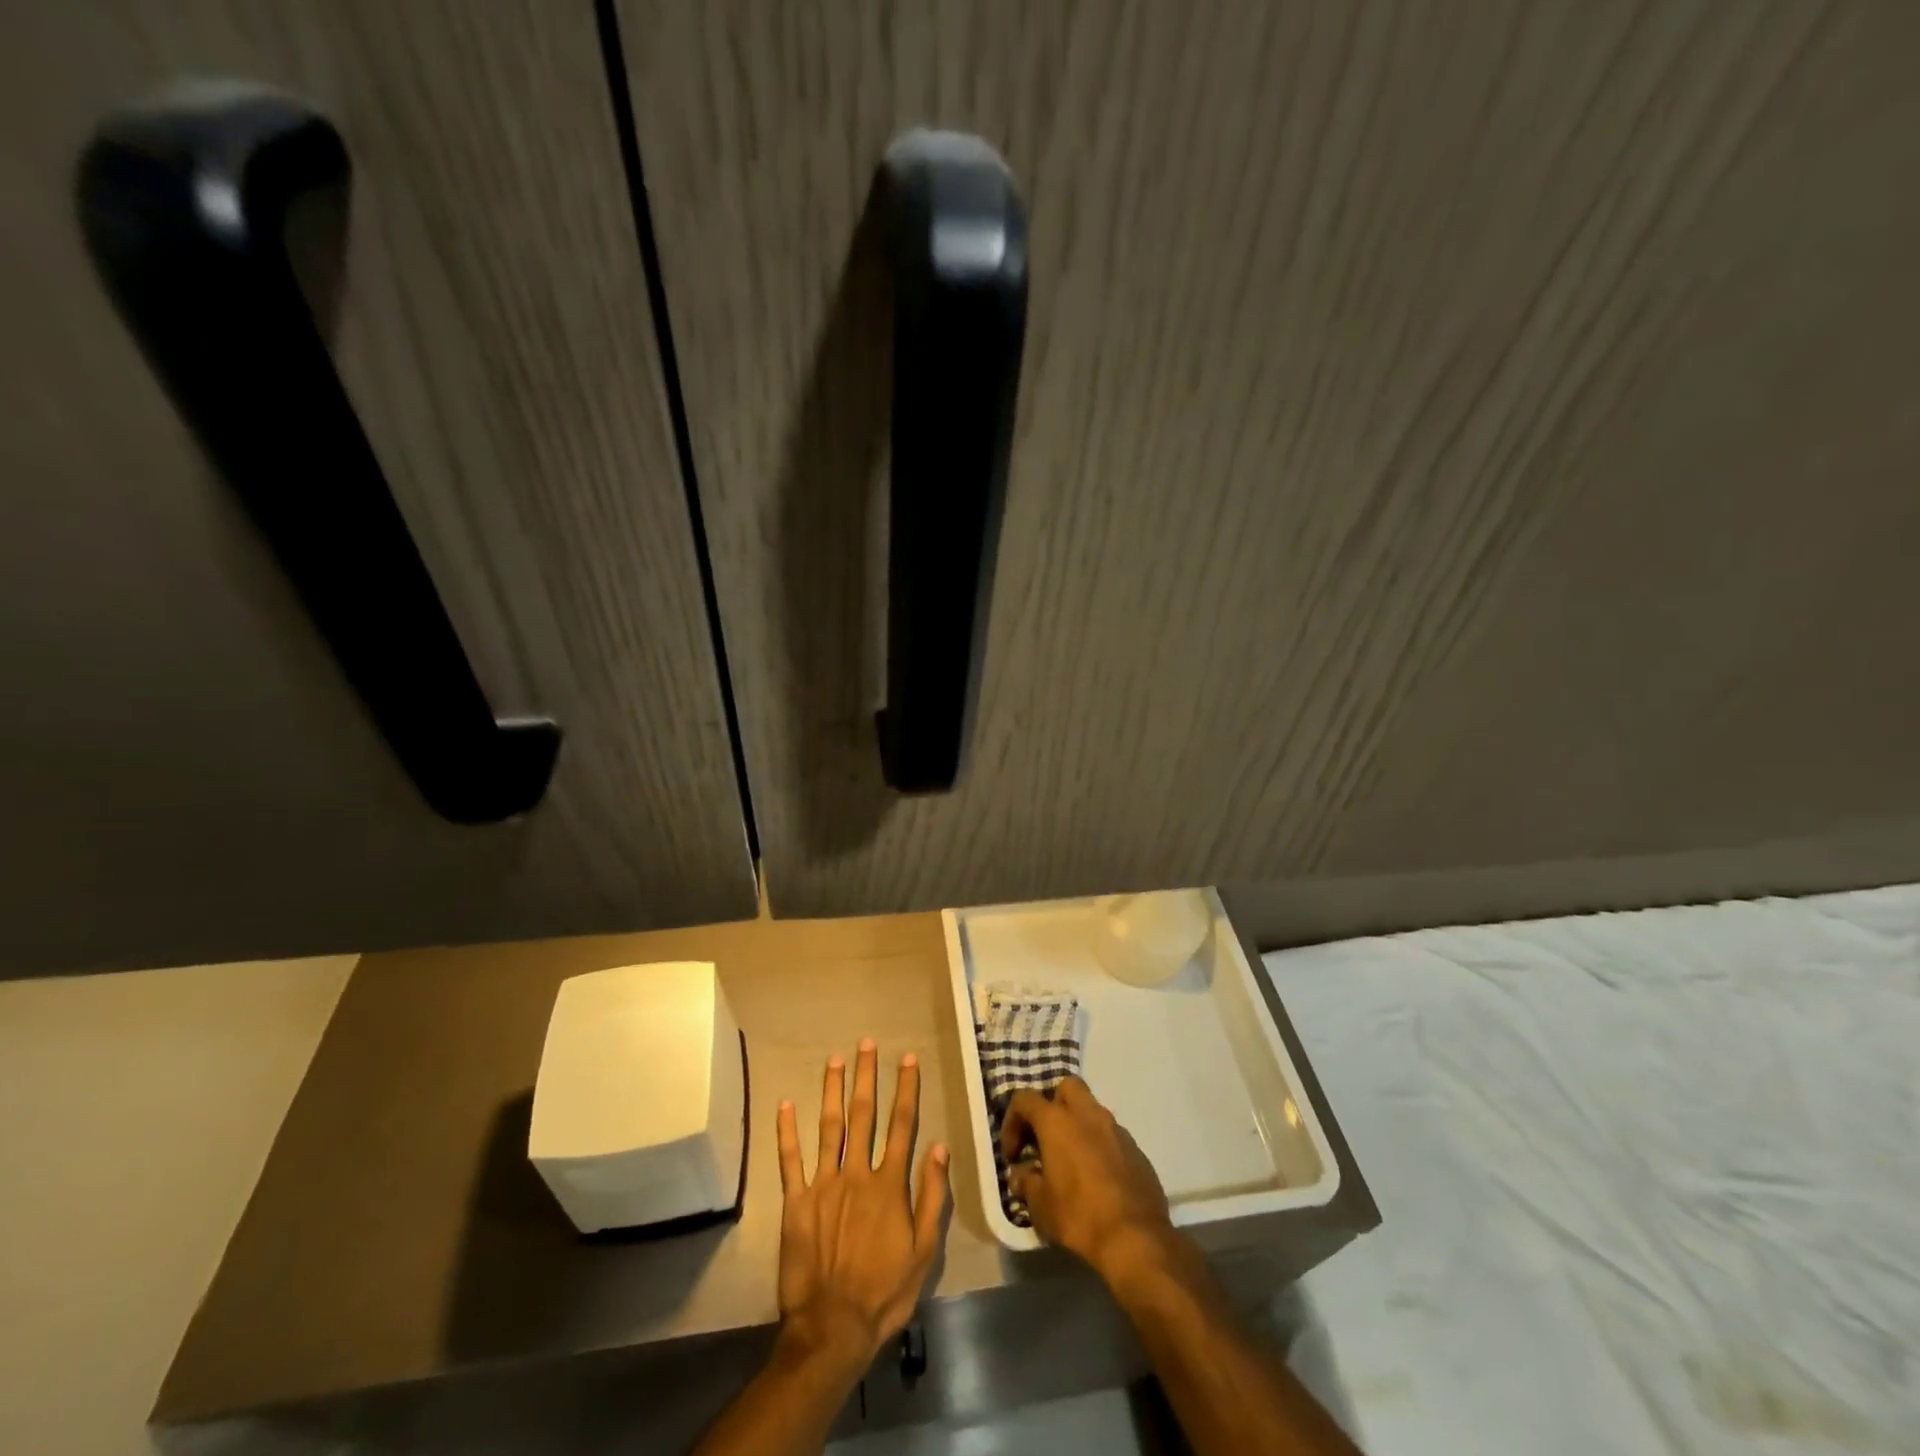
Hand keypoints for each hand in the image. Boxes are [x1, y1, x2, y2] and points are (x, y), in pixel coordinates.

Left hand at [775, 1039, 949, 1374]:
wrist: (832, 1328)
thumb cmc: (884, 1292)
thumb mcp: (924, 1251)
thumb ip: (932, 1196)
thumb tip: (939, 1147)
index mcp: (889, 1184)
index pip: (901, 1125)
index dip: (905, 1089)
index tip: (907, 1058)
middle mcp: (856, 1173)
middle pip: (864, 1114)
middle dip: (867, 1076)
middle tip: (867, 1043)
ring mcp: (824, 1184)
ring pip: (829, 1126)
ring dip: (833, 1089)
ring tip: (835, 1058)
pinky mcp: (796, 1202)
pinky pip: (790, 1160)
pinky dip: (787, 1131)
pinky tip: (784, 1104)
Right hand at [1001, 1077, 1178, 1285]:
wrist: (1136, 1238)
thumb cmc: (1079, 1216)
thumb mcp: (1040, 1206)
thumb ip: (1026, 1183)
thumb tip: (1020, 1176)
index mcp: (1057, 1121)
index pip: (1025, 1099)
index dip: (1012, 1121)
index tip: (1013, 1154)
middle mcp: (1088, 1115)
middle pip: (1066, 1087)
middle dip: (1052, 1105)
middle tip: (1045, 1138)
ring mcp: (1116, 1129)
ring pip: (1092, 1110)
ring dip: (1077, 1126)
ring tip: (1070, 1160)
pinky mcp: (1136, 1149)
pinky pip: (1111, 1135)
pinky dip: (1099, 1145)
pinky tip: (1097, 1176)